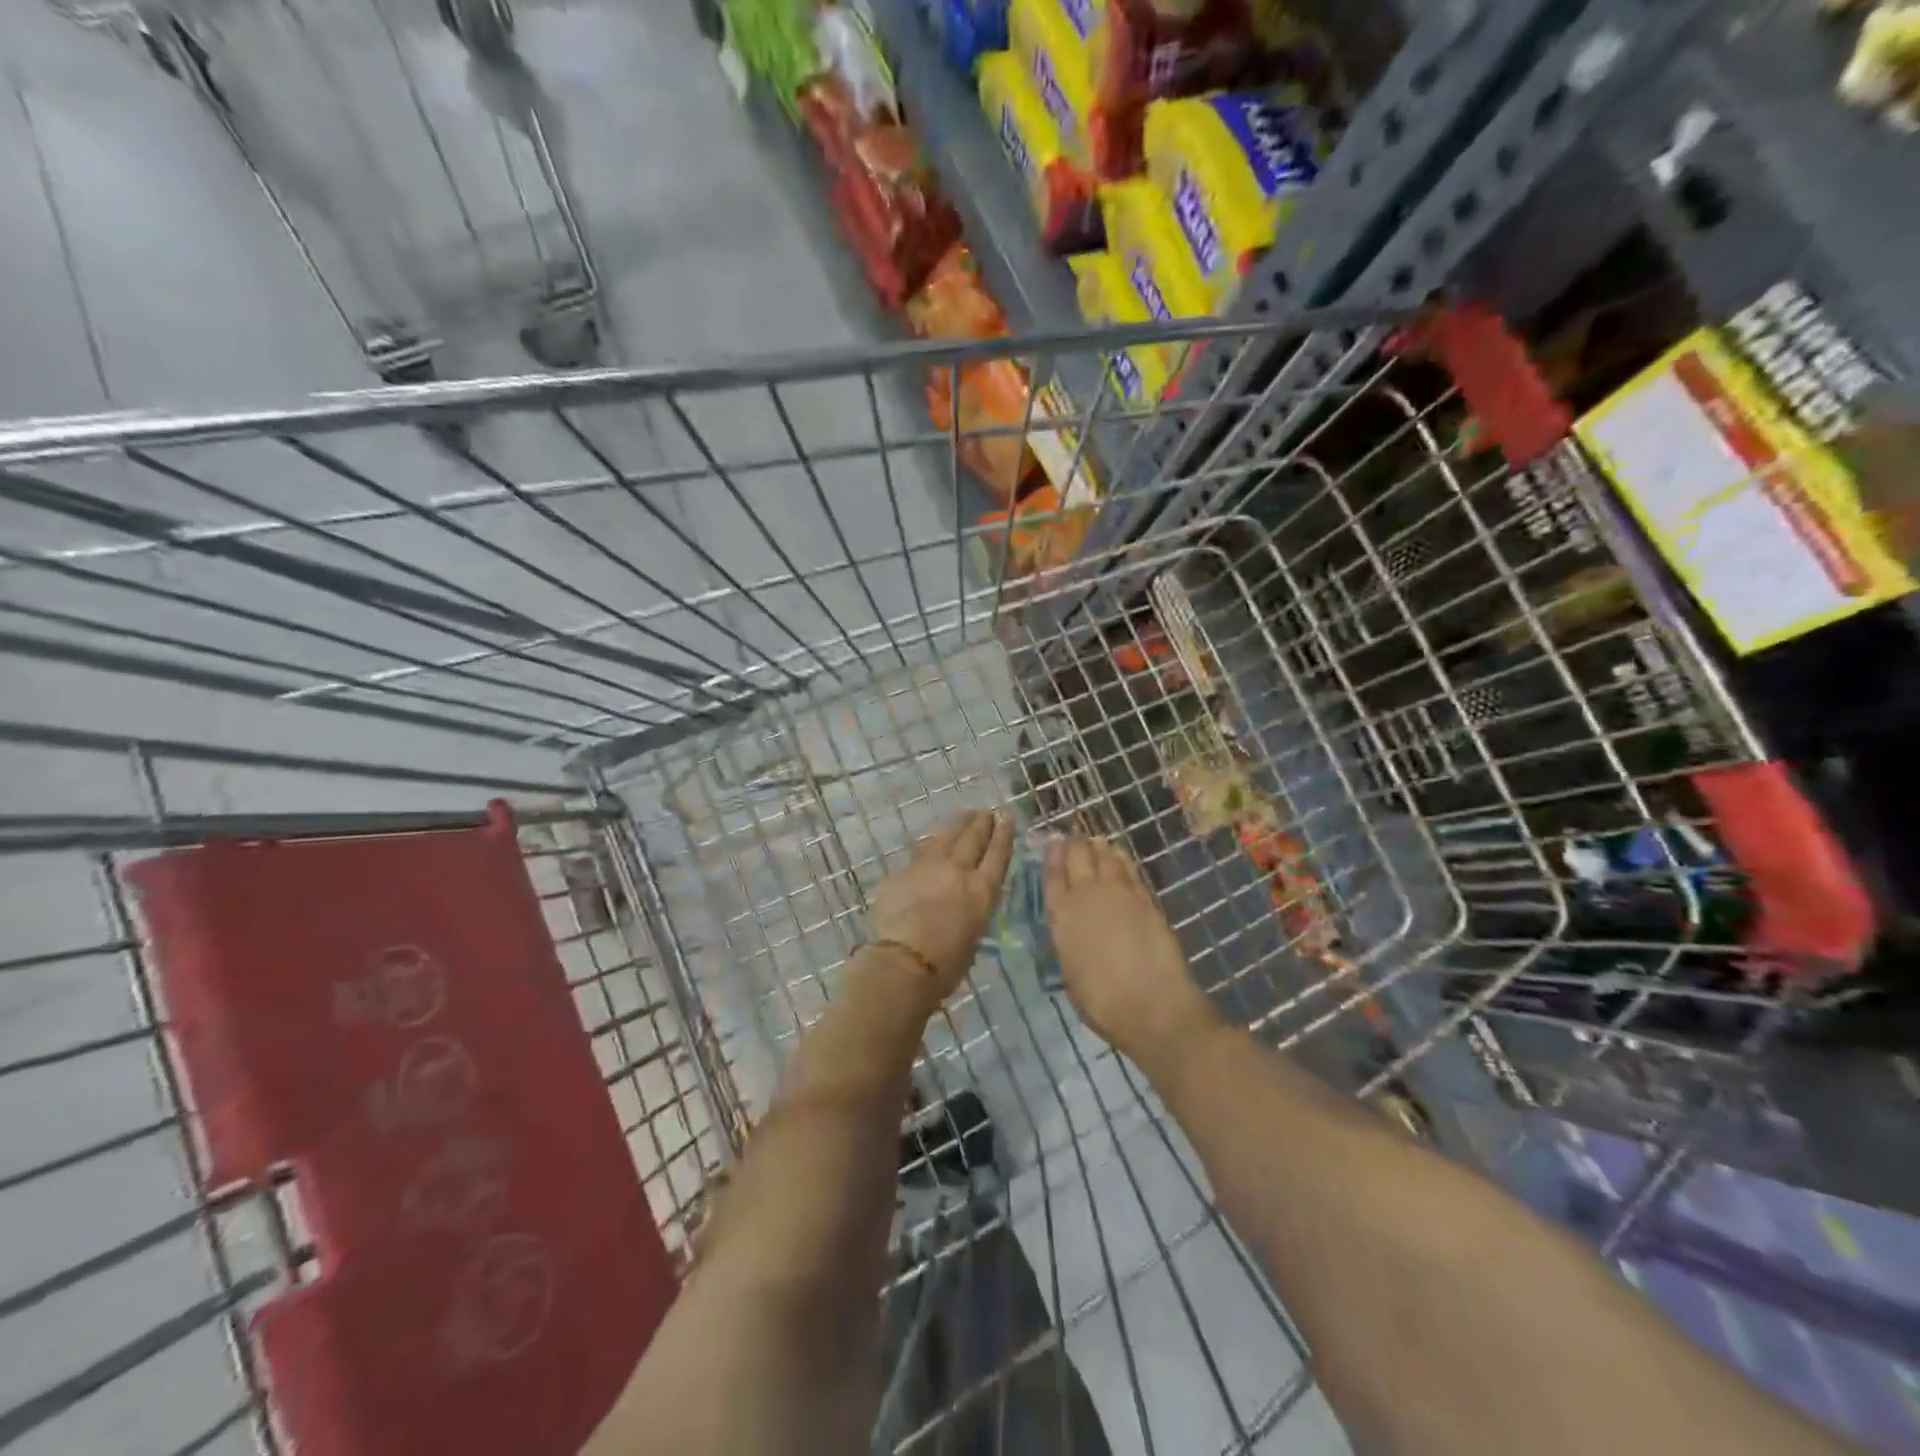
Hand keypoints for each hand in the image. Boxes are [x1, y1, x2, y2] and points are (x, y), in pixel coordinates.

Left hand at [866, 810, 1014, 1000]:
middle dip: (981, 823)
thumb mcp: (974, 935)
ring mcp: (929, 866)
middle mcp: (959, 871)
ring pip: (946, 836)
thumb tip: (964, 901)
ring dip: (957, 824)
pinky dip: (931, 842)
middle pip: (973, 838)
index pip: (998, 854)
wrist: (904, 962)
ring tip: (964, 815)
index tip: (1007, 818)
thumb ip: (972, 910)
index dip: (1004, 835)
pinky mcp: (904, 870)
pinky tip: (932, 840)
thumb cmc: (947, 965)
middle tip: (985, 812)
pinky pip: (921, 850)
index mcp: (983, 891)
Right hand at [1044, 835, 1218, 1057]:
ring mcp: (1118, 893)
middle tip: (1073, 839)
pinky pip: (1129, 869)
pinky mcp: (1145, 897)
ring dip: (1098, 847)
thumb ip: (1069, 944)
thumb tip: (1073, 933)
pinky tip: (1119, 857)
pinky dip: (1121, 859)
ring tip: (1095, 842)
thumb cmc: (1103, 1003)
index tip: (1051, 844)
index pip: (1052, 877)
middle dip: (1074, 844)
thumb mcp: (1071, 974)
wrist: (1152, 1005)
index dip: (1051, 858)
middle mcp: (1086, 896)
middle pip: (1077, 857)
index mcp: (1062, 918)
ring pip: (1105, 856)